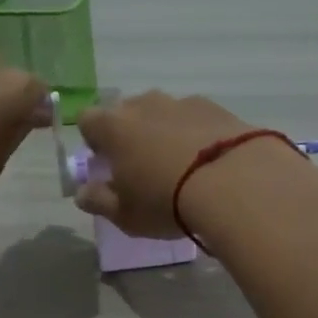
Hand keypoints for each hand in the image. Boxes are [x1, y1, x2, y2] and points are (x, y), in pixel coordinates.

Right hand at [74, 91, 257, 236]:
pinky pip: (196, 119)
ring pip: (163, 113)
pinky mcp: (217, 108)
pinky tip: (210, 162)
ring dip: (165, 132)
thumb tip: (83, 193)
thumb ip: (98, 201)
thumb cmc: (166, 202)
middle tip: (144, 167)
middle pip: (127, 112)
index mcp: (113, 127)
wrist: (234, 184)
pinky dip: (197, 134)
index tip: (107, 164)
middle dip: (130, 134)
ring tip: (182, 166)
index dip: (94, 141)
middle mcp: (144, 104)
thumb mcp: (125, 215)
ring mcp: (182, 102)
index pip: (88, 120)